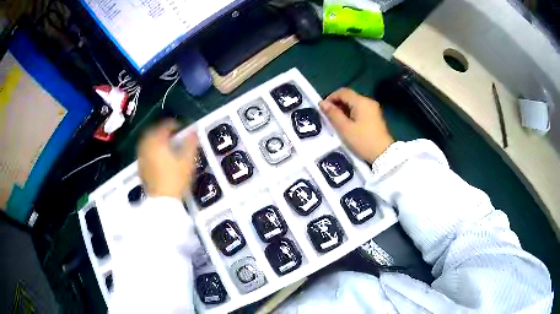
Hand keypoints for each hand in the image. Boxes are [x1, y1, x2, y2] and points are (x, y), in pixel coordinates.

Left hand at [138, 120, 197, 199]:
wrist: (162, 201)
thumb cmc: (176, 179)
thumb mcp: (187, 160)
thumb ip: (191, 142)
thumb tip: (193, 130)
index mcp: (157, 140)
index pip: (165, 125)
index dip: (176, 125)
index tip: (184, 129)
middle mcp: (146, 145)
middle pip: (154, 131)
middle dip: (165, 132)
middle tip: (175, 136)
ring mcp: (141, 156)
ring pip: (148, 141)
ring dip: (158, 140)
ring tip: (168, 146)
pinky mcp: (140, 166)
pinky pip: (146, 151)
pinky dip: (153, 150)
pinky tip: (161, 157)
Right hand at [320, 88, 393, 163]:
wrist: (384, 155)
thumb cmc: (363, 141)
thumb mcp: (344, 128)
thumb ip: (333, 114)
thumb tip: (322, 103)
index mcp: (361, 101)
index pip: (342, 92)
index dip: (330, 97)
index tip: (323, 109)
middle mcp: (368, 101)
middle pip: (349, 96)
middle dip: (337, 104)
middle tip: (328, 116)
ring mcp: (373, 109)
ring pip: (354, 103)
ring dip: (344, 109)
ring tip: (336, 122)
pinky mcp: (375, 117)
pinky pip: (360, 110)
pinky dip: (351, 113)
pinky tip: (347, 124)